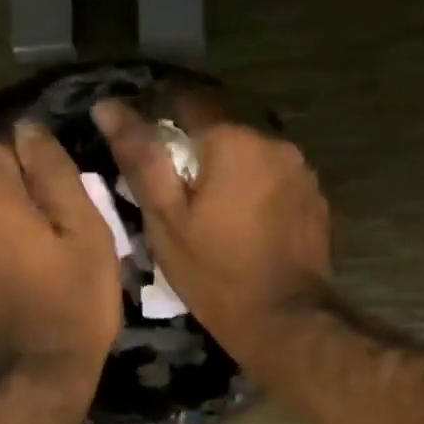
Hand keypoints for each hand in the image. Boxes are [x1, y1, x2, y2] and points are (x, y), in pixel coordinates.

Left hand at [0, 122, 121, 399]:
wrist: (33, 379)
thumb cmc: (72, 305)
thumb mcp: (86, 235)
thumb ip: (55, 174)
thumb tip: (29, 131)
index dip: (28, 158)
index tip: (55, 186)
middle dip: (1, 180)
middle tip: (41, 212)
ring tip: (24, 240)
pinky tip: (5, 266)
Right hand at [94, 100, 330, 369]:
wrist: (283, 321)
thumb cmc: (215, 274)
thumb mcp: (167, 222)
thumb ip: (141, 160)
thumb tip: (108, 108)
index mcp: (232, 139)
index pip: (187, 101)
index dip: (162, 120)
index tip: (148, 152)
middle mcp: (274, 141)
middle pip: (225, 129)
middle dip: (199, 152)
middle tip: (179, 193)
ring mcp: (302, 170)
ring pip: (253, 155)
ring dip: (232, 171)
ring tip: (215, 212)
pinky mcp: (316, 199)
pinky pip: (277, 181)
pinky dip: (258, 192)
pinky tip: (248, 226)